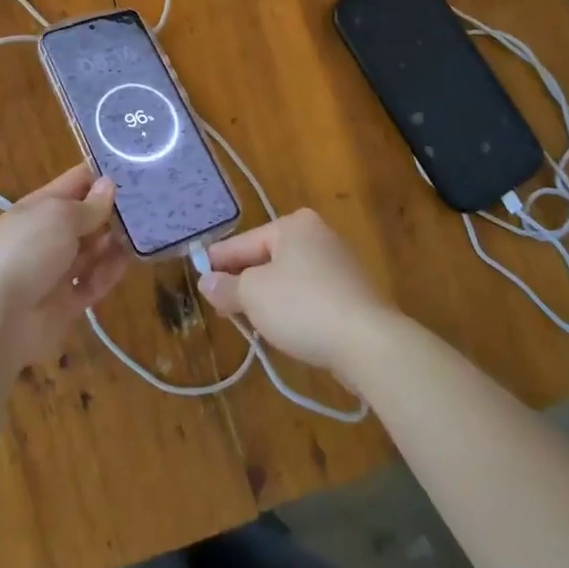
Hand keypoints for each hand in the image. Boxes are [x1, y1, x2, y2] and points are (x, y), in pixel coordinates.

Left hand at [0, 165, 132, 370]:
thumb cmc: (27, 252)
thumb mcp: (59, 217)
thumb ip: (89, 205)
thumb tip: (108, 185)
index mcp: (39, 208)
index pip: (75, 182)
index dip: (101, 175)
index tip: (136, 167)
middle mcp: (47, 236)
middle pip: (86, 217)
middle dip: (114, 210)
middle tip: (152, 202)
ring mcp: (56, 271)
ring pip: (92, 251)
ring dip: (114, 241)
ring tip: (146, 230)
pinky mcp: (66, 303)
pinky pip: (93, 282)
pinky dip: (109, 272)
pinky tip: (130, 260)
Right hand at [195, 208, 396, 373]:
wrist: (369, 342)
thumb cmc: (303, 306)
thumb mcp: (253, 295)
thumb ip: (226, 287)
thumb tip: (206, 281)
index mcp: (293, 224)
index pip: (244, 242)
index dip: (218, 262)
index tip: (199, 278)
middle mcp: (318, 234)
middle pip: (267, 258)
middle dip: (244, 281)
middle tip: (222, 305)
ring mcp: (340, 263)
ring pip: (289, 278)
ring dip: (268, 297)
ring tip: (249, 320)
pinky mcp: (353, 293)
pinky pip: (310, 295)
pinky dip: (294, 308)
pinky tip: (285, 328)